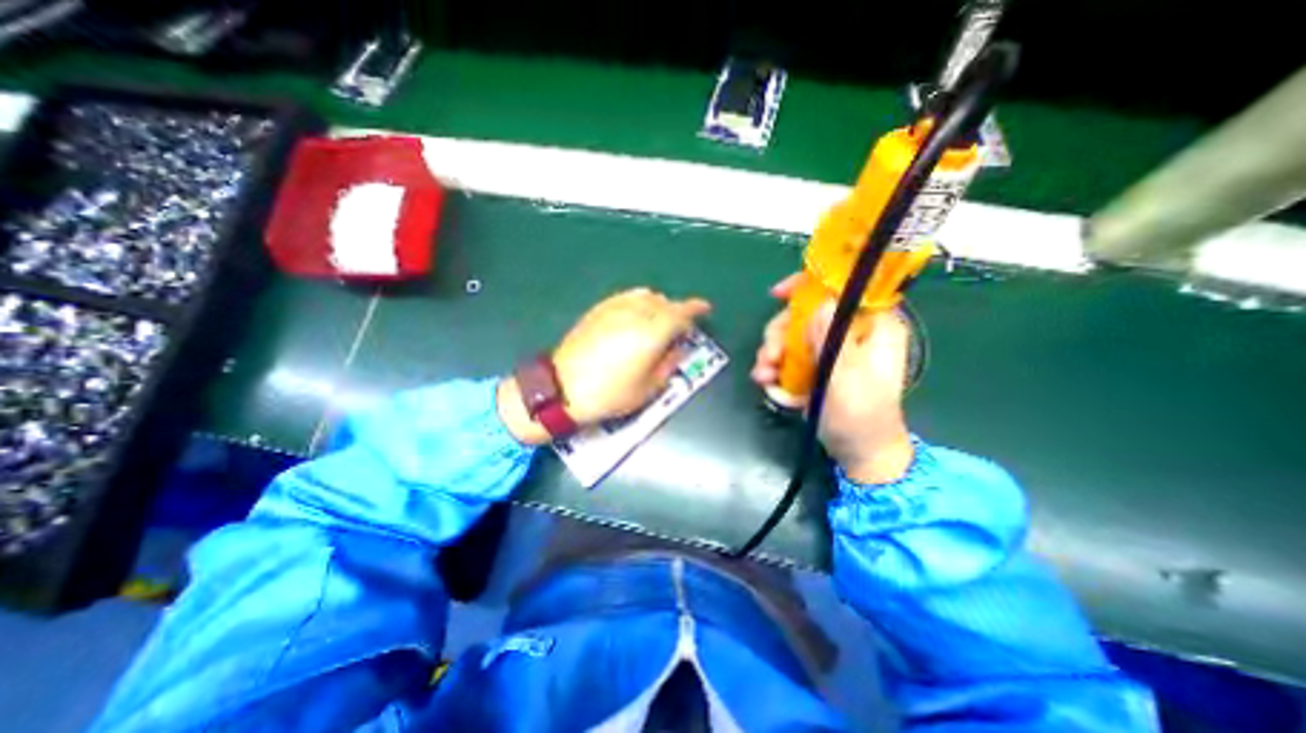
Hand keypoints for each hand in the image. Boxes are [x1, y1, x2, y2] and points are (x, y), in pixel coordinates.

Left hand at [497, 290, 708, 442]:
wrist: (561, 388)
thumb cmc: (610, 394)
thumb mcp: (649, 388)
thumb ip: (669, 364)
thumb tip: (679, 348)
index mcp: (652, 333)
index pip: (681, 313)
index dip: (696, 309)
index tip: (705, 309)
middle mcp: (636, 313)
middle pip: (664, 302)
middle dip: (676, 311)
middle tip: (679, 327)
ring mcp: (615, 308)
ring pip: (645, 296)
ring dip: (658, 305)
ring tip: (657, 321)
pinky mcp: (599, 310)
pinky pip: (626, 297)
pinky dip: (638, 302)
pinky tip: (636, 315)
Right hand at [750, 272, 910, 479]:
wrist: (857, 453)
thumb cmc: (860, 417)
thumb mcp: (846, 379)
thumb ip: (833, 341)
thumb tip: (820, 303)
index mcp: (872, 326)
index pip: (844, 287)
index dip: (810, 284)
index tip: (779, 295)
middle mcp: (850, 331)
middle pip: (806, 311)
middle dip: (781, 331)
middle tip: (769, 355)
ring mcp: (830, 349)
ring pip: (792, 332)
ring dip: (772, 351)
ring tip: (763, 375)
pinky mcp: (815, 365)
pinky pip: (788, 354)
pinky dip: (774, 365)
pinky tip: (766, 381)